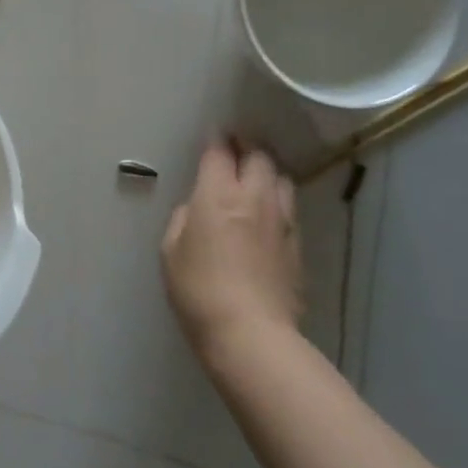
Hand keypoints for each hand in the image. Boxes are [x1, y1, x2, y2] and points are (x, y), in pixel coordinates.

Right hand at [161, 140, 303, 354]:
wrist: (251, 333)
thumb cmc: (198, 290)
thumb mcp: (171, 251)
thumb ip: (183, 219)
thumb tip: (197, 208)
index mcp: (218, 195)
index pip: (219, 152)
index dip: (216, 139)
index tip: (214, 134)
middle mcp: (254, 198)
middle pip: (259, 156)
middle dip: (247, 146)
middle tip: (236, 147)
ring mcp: (281, 220)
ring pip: (281, 178)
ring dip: (267, 171)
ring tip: (256, 175)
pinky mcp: (296, 243)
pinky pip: (289, 207)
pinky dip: (277, 199)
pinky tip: (268, 211)